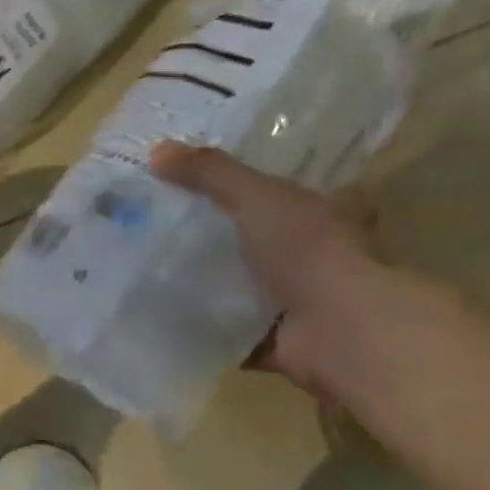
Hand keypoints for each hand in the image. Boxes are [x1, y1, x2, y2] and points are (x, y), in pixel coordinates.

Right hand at [148, 143, 383, 395]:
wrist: (339, 329)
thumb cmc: (309, 249)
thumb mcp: (256, 196)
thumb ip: (209, 173)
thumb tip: (155, 150)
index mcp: (327, 212)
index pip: (293, 189)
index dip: (260, 183)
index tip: (214, 180)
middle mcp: (317, 255)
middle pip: (262, 238)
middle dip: (223, 235)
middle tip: (165, 223)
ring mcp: (298, 300)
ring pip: (244, 284)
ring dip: (208, 282)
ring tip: (150, 266)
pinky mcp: (275, 339)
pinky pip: (228, 328)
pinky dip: (202, 325)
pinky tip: (162, 314)